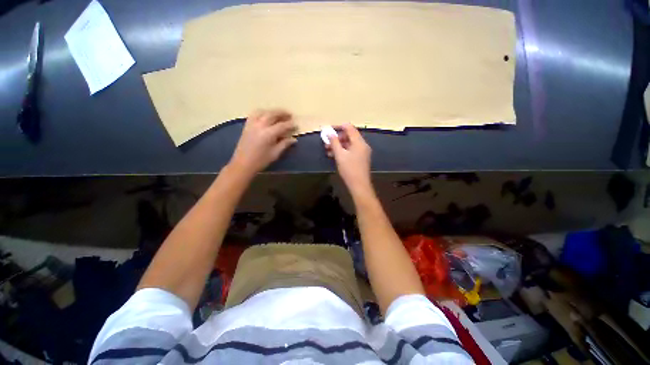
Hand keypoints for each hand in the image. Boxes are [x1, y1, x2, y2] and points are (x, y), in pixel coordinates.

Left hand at [229, 109, 296, 176]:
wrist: (243, 164)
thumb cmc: (261, 160)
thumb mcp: (275, 154)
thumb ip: (285, 144)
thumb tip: (294, 139)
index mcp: (268, 134)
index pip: (282, 125)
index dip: (290, 125)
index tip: (296, 124)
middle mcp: (260, 125)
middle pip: (272, 114)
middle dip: (282, 113)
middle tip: (290, 115)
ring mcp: (252, 124)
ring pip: (263, 112)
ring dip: (272, 111)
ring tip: (279, 114)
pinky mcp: (247, 125)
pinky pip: (255, 114)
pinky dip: (262, 112)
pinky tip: (266, 115)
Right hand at [327, 124, 372, 195]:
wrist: (359, 185)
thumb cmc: (349, 169)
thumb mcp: (340, 155)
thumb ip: (334, 142)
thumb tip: (329, 132)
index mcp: (359, 142)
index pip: (349, 127)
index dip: (338, 126)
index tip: (328, 129)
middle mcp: (362, 145)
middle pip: (349, 136)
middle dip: (337, 138)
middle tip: (326, 142)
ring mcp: (362, 152)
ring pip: (349, 144)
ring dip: (338, 145)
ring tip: (327, 150)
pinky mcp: (360, 158)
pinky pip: (351, 151)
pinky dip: (342, 151)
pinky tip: (333, 155)